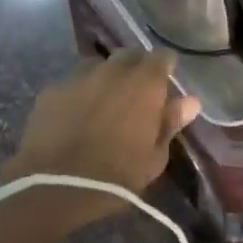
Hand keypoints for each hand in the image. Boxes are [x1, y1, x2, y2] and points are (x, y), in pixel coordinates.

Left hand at [0, 51, 200, 229]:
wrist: (53, 186)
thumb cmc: (115, 176)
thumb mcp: (154, 157)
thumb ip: (170, 123)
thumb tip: (190, 101)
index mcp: (145, 82)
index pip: (162, 57)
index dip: (165, 68)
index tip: (165, 86)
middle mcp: (113, 69)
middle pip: (129, 55)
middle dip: (136, 69)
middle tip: (135, 96)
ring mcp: (79, 76)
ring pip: (98, 66)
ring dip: (105, 78)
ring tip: (103, 104)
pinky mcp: (51, 90)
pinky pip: (72, 83)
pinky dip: (78, 94)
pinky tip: (74, 116)